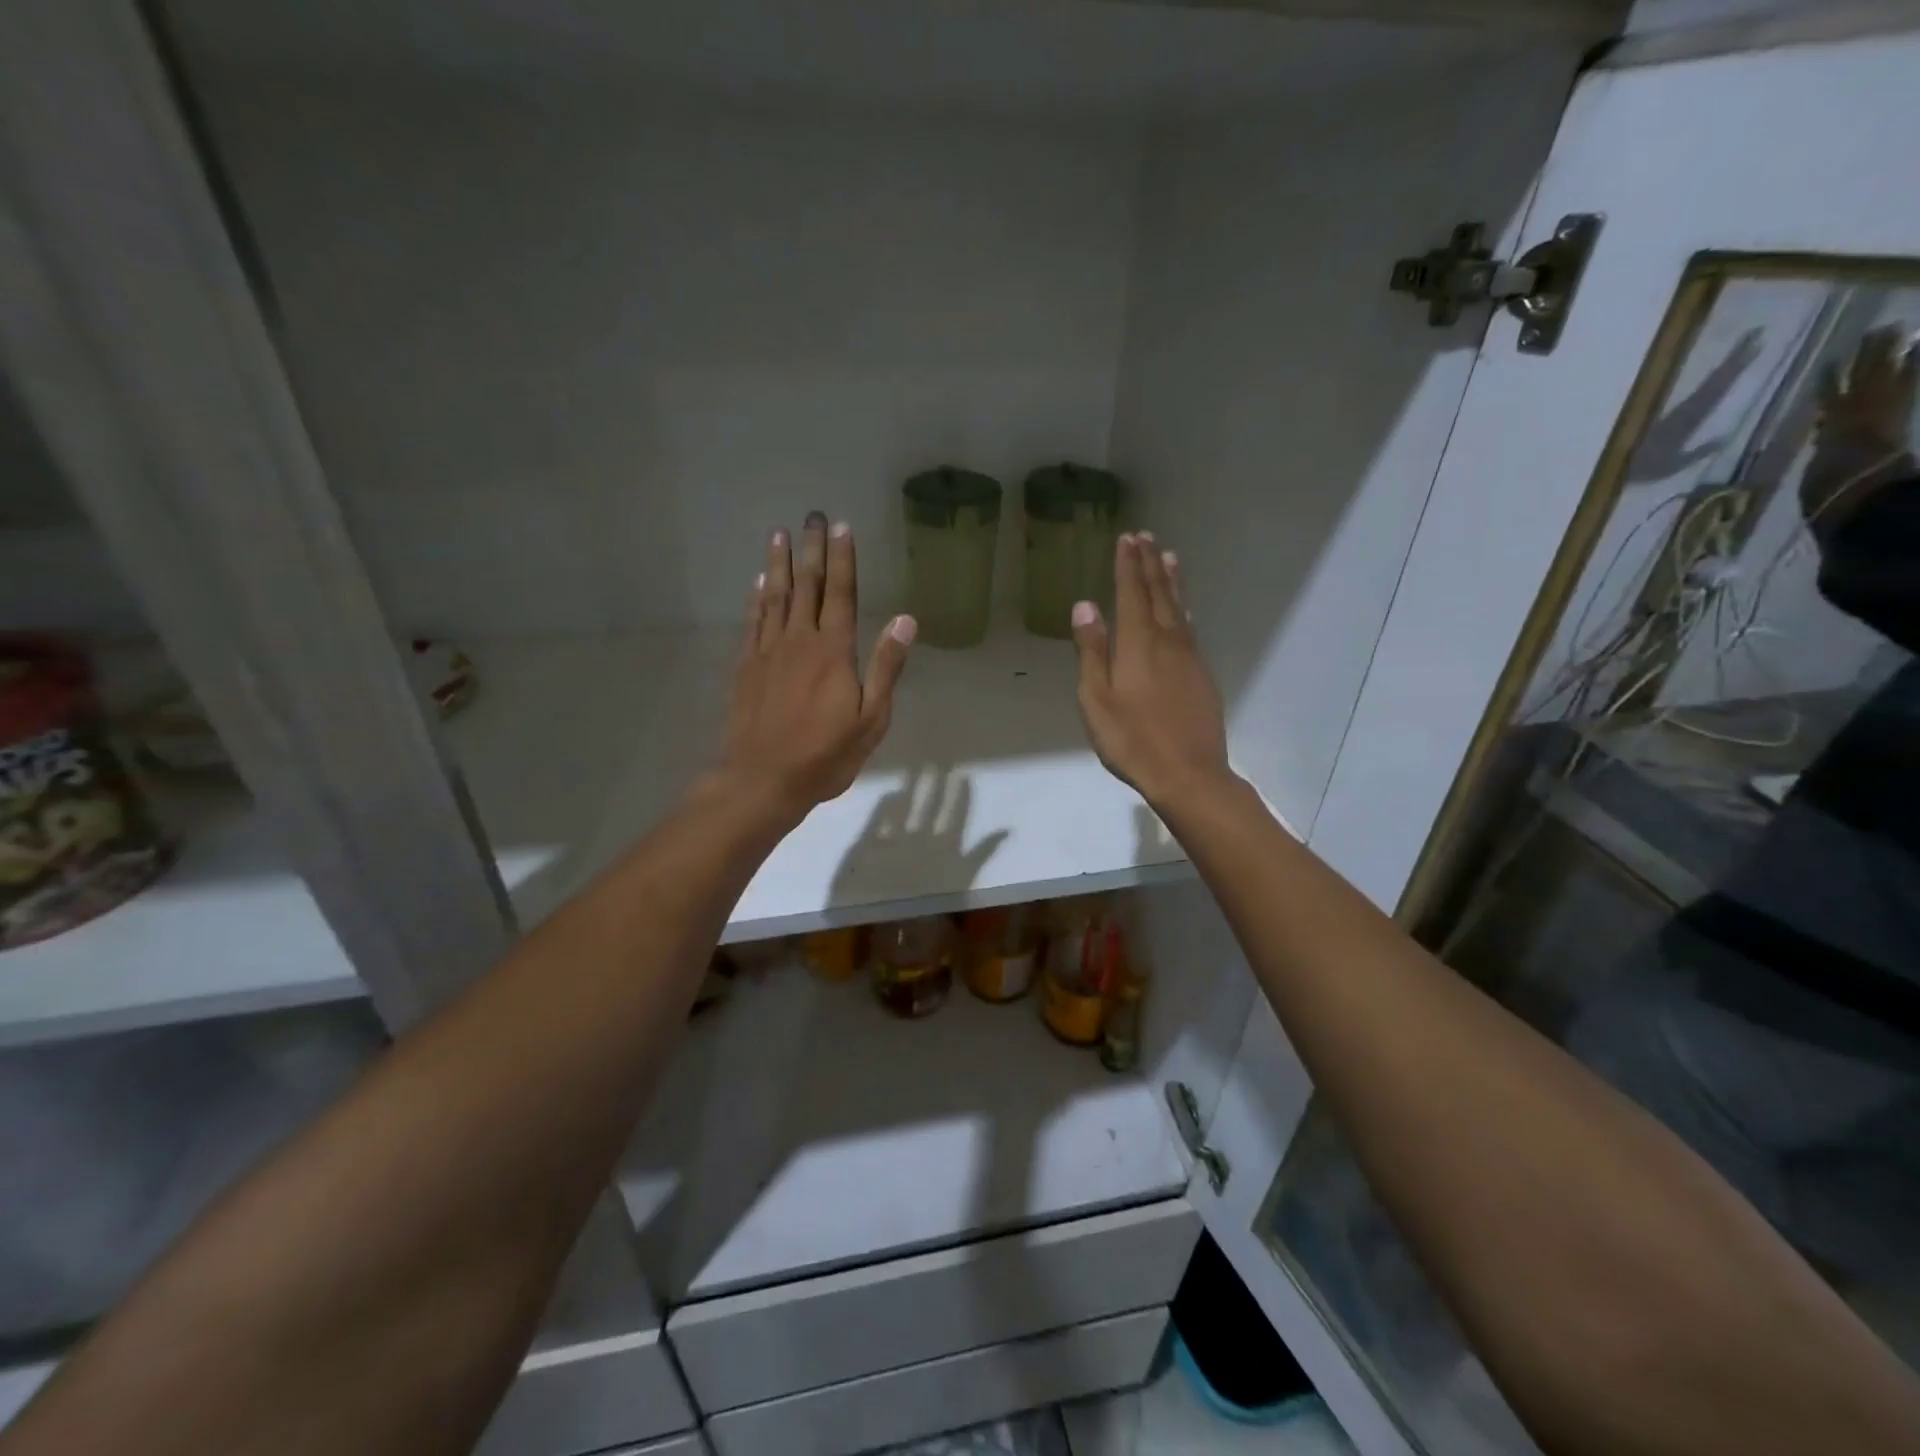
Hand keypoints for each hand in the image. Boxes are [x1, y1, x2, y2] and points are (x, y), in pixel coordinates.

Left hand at [715, 513, 915, 823]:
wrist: (762, 780)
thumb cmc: (825, 755)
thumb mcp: (871, 720)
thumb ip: (886, 668)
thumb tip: (905, 621)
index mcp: (834, 651)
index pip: (840, 593)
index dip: (842, 558)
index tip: (841, 527)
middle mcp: (799, 641)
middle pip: (806, 586)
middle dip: (811, 549)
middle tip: (811, 516)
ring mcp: (768, 651)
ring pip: (775, 596)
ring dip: (779, 563)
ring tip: (780, 534)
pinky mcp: (746, 666)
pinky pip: (752, 621)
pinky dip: (757, 597)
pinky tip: (759, 582)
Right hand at [1070, 532, 1231, 807]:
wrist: (1188, 773)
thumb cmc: (1131, 740)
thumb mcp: (1096, 699)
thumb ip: (1091, 650)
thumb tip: (1085, 606)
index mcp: (1138, 643)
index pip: (1132, 593)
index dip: (1128, 565)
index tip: (1127, 539)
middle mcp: (1168, 640)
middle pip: (1159, 594)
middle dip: (1149, 564)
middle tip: (1145, 538)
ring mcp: (1189, 657)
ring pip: (1180, 608)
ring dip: (1171, 581)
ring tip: (1168, 558)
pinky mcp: (1202, 674)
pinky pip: (1190, 629)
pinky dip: (1184, 609)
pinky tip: (1183, 611)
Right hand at [1804, 327, 1917, 535]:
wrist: (1860, 490)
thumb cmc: (1830, 485)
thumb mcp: (1820, 468)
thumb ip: (1827, 448)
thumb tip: (1825, 437)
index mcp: (1829, 425)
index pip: (1829, 396)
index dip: (1830, 380)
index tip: (1830, 363)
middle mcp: (1852, 409)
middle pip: (1860, 377)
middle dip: (1867, 356)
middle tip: (1875, 332)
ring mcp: (1879, 406)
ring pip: (1884, 371)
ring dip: (1888, 352)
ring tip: (1894, 331)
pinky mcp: (1900, 410)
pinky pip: (1909, 381)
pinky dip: (1913, 366)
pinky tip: (1918, 349)